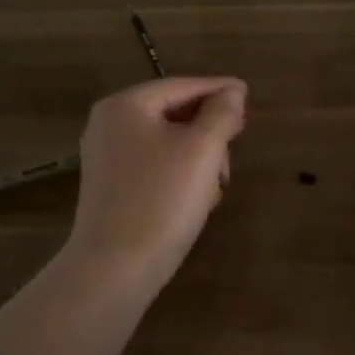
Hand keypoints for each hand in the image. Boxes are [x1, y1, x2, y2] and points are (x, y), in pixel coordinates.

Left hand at [66, 76, 247, 288]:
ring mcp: (107, 158)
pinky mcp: (111, 189)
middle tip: (235, 148)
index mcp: (126, 106)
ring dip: (198, 158)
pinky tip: (198, 200)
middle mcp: (109, 125)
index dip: (218, 89)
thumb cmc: (163, 199)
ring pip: (167, 143)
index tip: (248, 95)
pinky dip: (180, 175)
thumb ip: (222, 113)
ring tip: (216, 186)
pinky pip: (154, 167)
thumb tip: (232, 91)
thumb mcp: (202, 150)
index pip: (181, 86)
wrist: (116, 268)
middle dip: (209, 132)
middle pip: (173, 113)